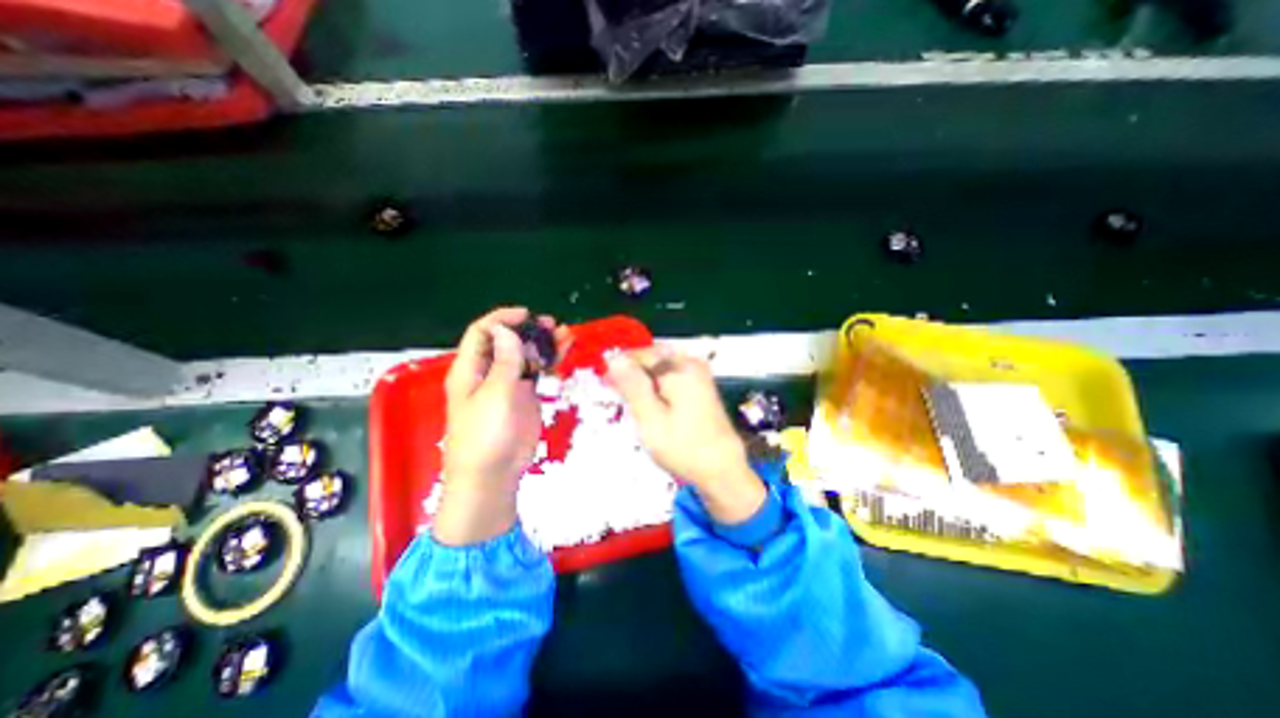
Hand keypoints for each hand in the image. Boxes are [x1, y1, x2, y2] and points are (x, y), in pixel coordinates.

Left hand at [433, 304, 566, 545]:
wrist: (493, 474)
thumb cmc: (485, 435)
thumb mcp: (494, 395)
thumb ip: (504, 361)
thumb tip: (508, 330)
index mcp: (470, 369)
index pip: (482, 333)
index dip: (502, 319)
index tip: (527, 315)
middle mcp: (488, 372)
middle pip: (507, 342)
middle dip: (528, 330)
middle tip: (552, 325)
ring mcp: (508, 384)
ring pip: (525, 355)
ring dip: (543, 343)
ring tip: (564, 334)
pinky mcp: (524, 397)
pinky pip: (537, 372)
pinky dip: (549, 361)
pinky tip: (563, 352)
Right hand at [606, 346, 761, 524]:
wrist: (722, 469)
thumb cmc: (682, 446)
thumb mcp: (650, 418)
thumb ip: (632, 385)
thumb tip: (614, 358)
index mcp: (678, 367)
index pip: (639, 354)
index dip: (620, 368)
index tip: (606, 386)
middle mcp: (690, 363)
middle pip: (651, 358)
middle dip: (632, 374)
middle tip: (619, 398)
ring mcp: (698, 373)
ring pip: (660, 368)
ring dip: (644, 381)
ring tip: (634, 405)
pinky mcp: (701, 385)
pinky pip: (671, 376)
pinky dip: (657, 387)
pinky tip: (652, 405)